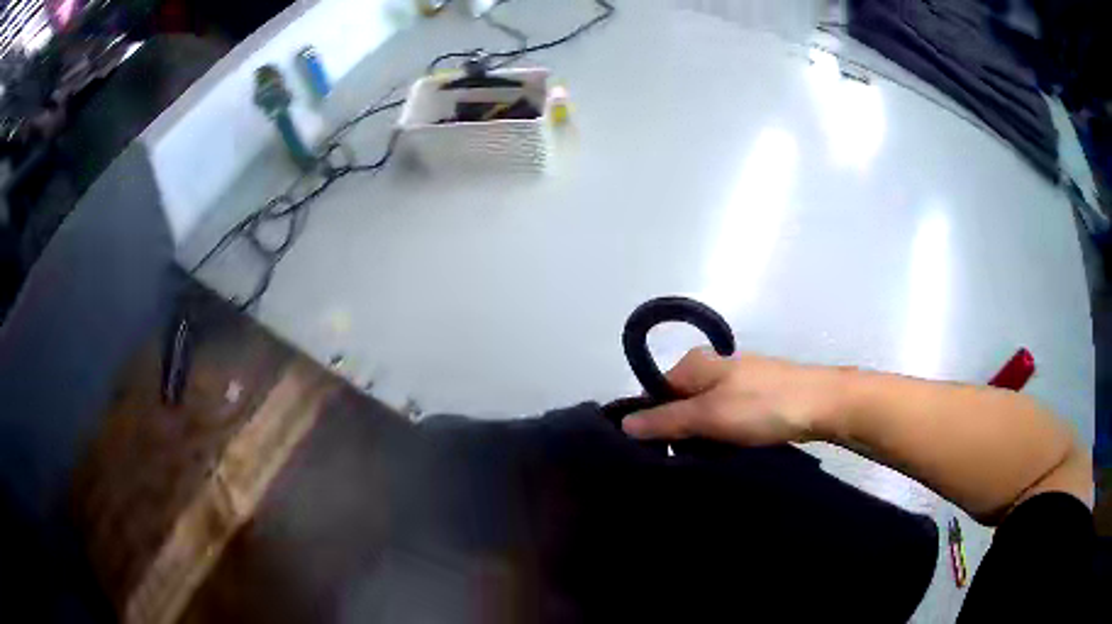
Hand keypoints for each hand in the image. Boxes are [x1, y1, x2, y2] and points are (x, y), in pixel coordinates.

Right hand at [621, 348, 847, 445]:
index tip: (655, 454)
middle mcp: (712, 368)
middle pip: (679, 405)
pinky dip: (722, 437)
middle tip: (682, 463)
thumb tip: (624, 424)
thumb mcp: (710, 415)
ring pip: (703, 416)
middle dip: (678, 434)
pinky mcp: (754, 400)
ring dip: (701, 439)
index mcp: (696, 363)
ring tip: (704, 463)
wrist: (823, 404)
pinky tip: (727, 454)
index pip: (656, 394)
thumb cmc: (763, 406)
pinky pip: (725, 420)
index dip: (652, 424)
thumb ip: (666, 420)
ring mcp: (735, 383)